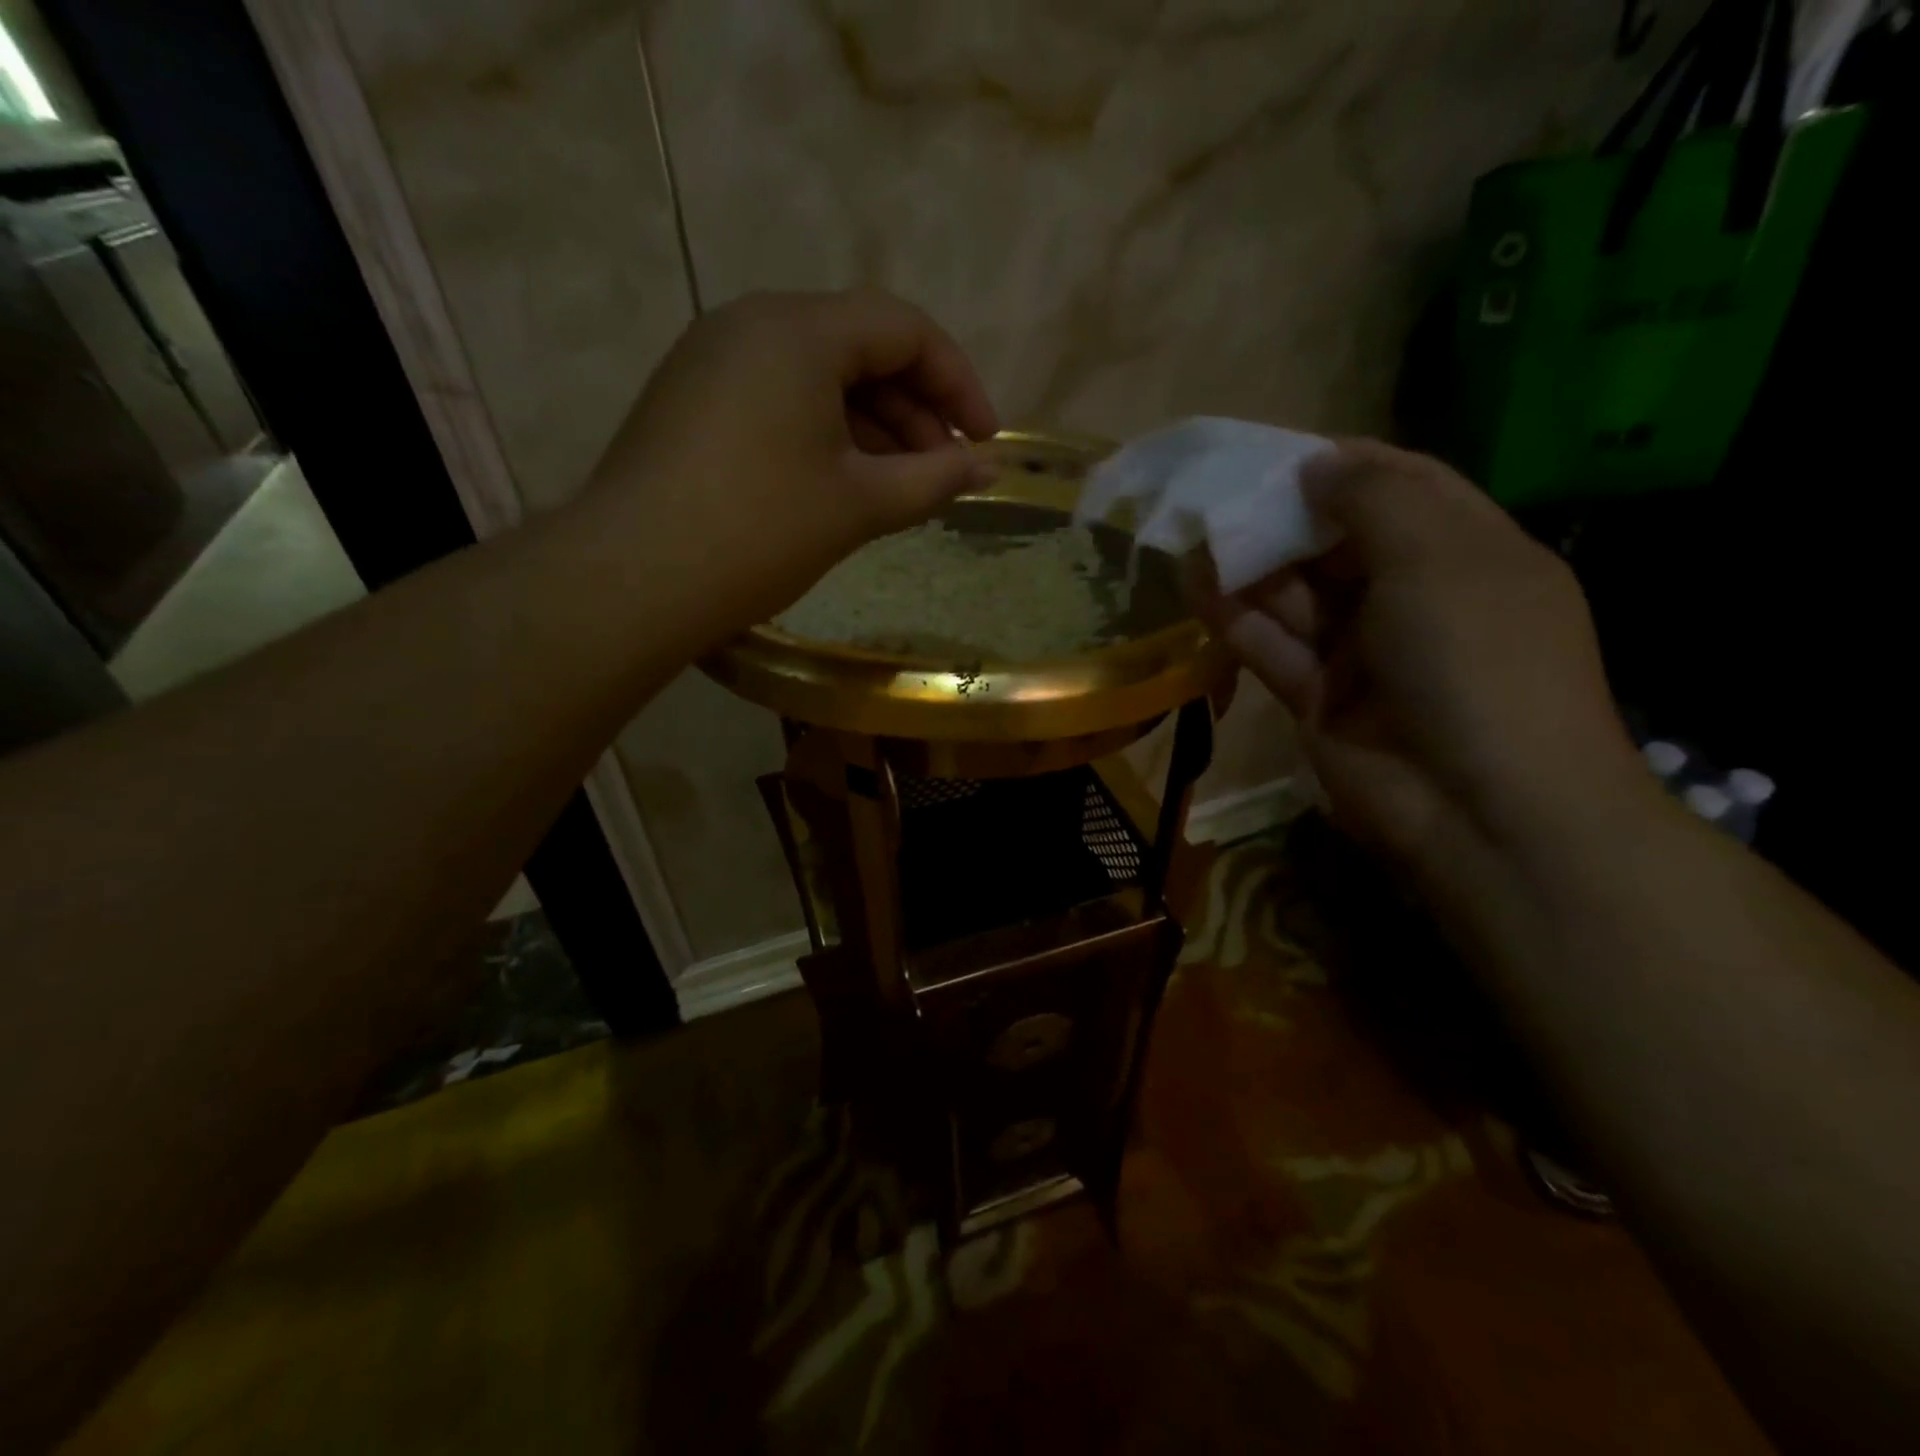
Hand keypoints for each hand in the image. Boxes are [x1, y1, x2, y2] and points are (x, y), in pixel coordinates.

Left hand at [582, 288, 998, 641]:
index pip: (903, 328)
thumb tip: (989, 468)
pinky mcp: (691, 401)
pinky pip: (778, 399)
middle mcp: (751, 323)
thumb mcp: (861, 504)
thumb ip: (935, 479)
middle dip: (915, 409)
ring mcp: (712, 360)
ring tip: (901, 487)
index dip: (958, 382)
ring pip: (817, 377)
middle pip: (859, 347)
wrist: (634, 578)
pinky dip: (824, 434)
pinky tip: (842, 484)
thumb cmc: (761, 531)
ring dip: (872, 427)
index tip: (985, 441)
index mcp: (798, 330)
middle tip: (943, 472)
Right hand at [1196, 439, 1655, 892]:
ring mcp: (1364, 652)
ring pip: (1297, 595)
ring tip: (1193, 535)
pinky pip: (1272, 646)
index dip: (1343, 467)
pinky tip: (1196, 585)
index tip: (1278, 453)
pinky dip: (1236, 618)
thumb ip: (1374, 500)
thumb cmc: (1475, 659)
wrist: (1479, 807)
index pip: (1402, 488)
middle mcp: (1413, 597)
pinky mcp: (1319, 697)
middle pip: (1338, 542)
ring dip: (1249, 567)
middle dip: (1282, 518)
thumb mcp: (1439, 558)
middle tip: (1218, 498)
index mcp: (1467, 553)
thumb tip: (1316, 465)